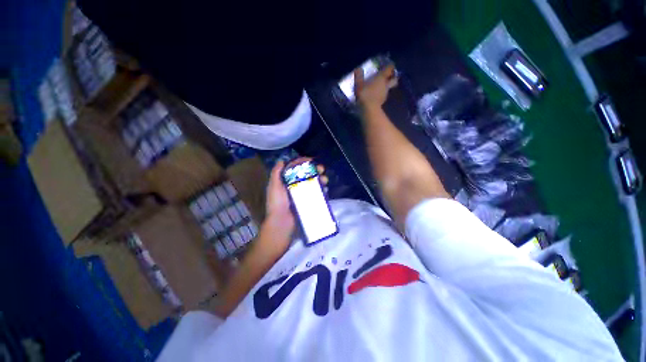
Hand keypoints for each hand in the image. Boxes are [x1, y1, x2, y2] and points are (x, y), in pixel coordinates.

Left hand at [262, 158, 327, 248]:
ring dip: (321, 179)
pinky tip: (326, 189)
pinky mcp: (309, 202)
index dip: (303, 162)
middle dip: (315, 170)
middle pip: (307, 175)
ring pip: (314, 184)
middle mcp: (296, 187)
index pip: (296, 169)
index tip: (311, 159)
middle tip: (321, 169)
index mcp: (287, 182)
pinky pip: (317, 194)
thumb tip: (282, 160)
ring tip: (325, 180)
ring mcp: (303, 195)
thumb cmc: (277, 203)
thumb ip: (276, 173)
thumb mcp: (274, 186)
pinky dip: (322, 190)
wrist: (282, 223)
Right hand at [354, 64, 397, 110]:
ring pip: (388, 88)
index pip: (389, 69)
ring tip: (379, 87)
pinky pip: (383, 95)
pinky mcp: (383, 101)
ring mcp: (385, 94)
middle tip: (387, 77)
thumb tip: (358, 68)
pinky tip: (375, 96)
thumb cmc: (364, 94)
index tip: (388, 66)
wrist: (369, 109)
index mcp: (381, 77)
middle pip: (393, 79)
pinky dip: (381, 94)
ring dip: (385, 87)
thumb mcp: (359, 84)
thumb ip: (359, 76)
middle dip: (392, 78)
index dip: (389, 67)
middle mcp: (386, 84)